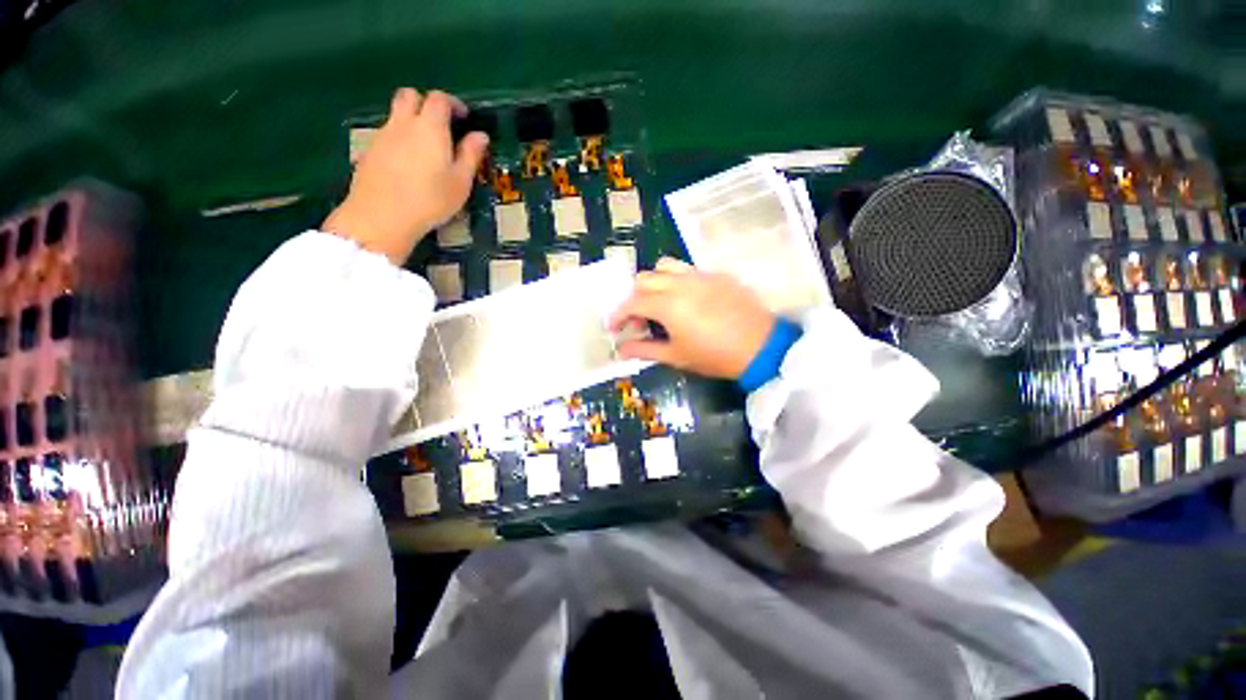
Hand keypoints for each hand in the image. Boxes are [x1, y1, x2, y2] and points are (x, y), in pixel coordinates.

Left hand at [323, 88, 489, 264]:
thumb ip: (470, 156)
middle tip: (441, 125)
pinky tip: (407, 165)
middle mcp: (403, 123)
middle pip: (410, 95)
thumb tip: (480, 136)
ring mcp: (383, 135)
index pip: (440, 99)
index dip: (453, 103)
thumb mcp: (460, 182)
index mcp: (430, 127)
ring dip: (411, 122)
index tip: (464, 118)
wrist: (382, 216)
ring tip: (426, 149)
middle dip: (426, 103)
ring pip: (396, 115)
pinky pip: (386, 134)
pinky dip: (399, 139)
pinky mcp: (369, 150)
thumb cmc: (431, 200)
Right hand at [609, 258, 776, 378]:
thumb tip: (620, 349)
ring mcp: (700, 275)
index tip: (614, 328)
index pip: (632, 303)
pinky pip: (688, 270)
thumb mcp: (676, 356)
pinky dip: (676, 281)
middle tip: (640, 321)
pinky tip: (686, 301)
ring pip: (665, 266)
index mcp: (668, 304)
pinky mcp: (716, 276)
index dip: (619, 315)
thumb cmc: (714, 356)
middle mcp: (680, 283)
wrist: (761, 347)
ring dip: (654, 282)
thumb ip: (644, 350)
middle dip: (634, 298)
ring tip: (660, 303)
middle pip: (644, 279)